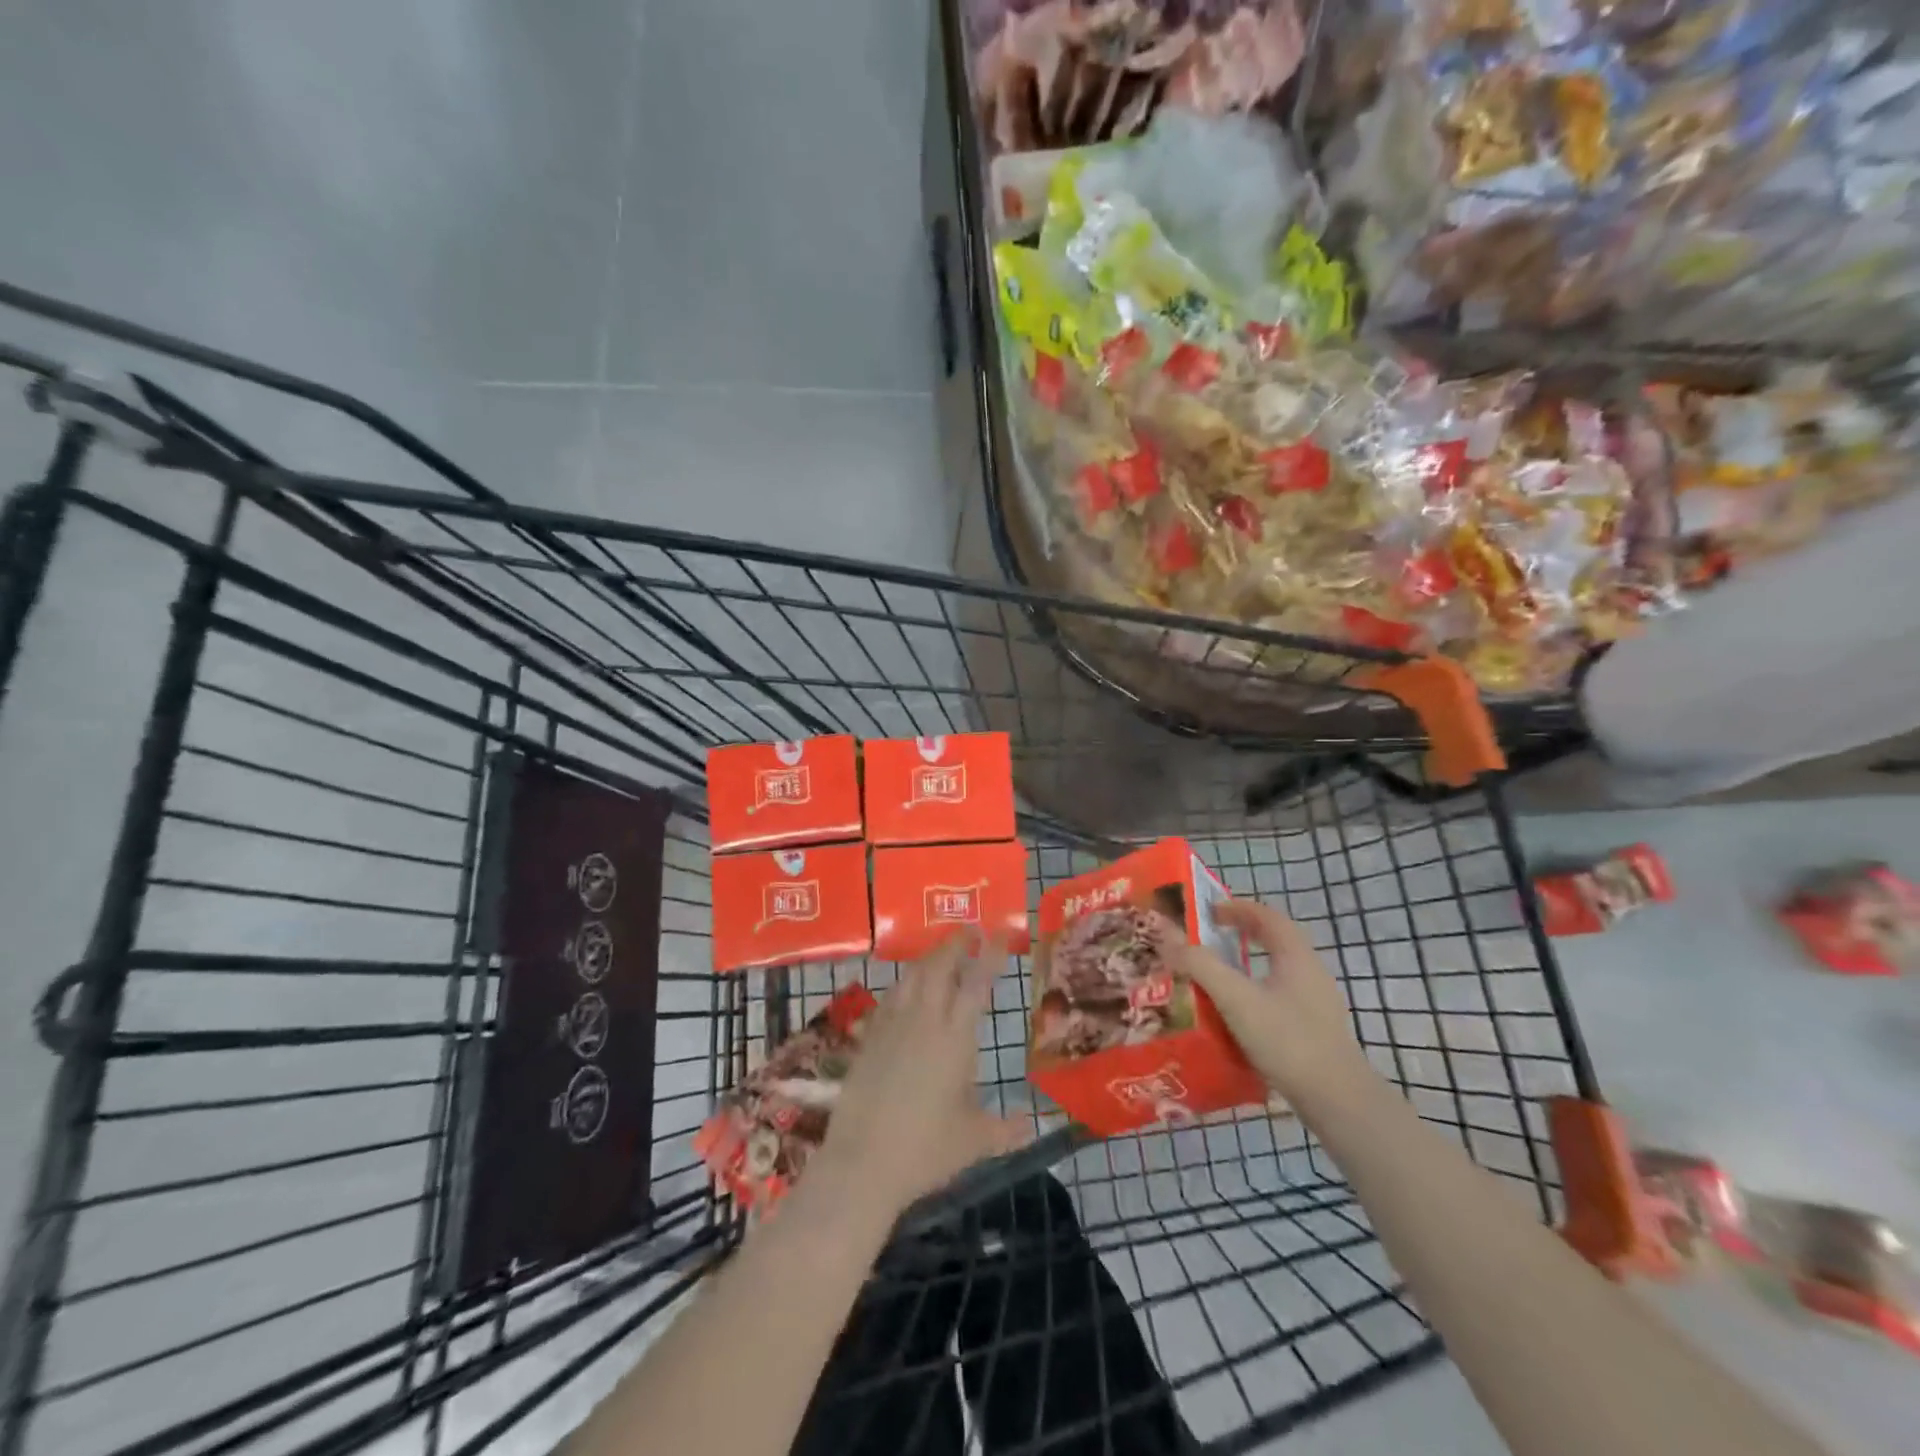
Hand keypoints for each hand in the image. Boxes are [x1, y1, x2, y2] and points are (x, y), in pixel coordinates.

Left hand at [813, 933, 1028, 1219]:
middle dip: (956, 943)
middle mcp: (924, 1020)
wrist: (862, 1162)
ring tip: (941, 953)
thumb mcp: (974, 1141)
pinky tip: (907, 990)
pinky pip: (890, 996)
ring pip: (911, 975)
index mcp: (956, 1038)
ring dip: (929, 957)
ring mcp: (892, 1025)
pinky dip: (904, 983)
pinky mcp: (868, 1037)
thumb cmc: (926, 1150)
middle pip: (939, 966)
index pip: (977, 983)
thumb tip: (1033, 1126)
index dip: (990, 955)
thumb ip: (1006, 1129)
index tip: (999, 933)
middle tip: (970, 931)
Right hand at [1156, 899, 1374, 1110]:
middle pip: (1275, 939)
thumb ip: (1200, 965)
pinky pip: (1281, 995)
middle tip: (1210, 936)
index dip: (1237, 907)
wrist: (1338, 1101)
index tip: (1208, 911)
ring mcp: (1317, 1003)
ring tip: (1218, 973)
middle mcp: (1311, 972)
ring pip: (1279, 969)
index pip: (1267, 915)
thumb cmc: (1287, 1040)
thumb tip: (1167, 935)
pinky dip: (1257, 989)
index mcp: (1296, 956)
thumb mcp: (1236, 999)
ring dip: (1249, 962)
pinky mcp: (1316, 1029)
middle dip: (1242, 932)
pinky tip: (1239, 1012)